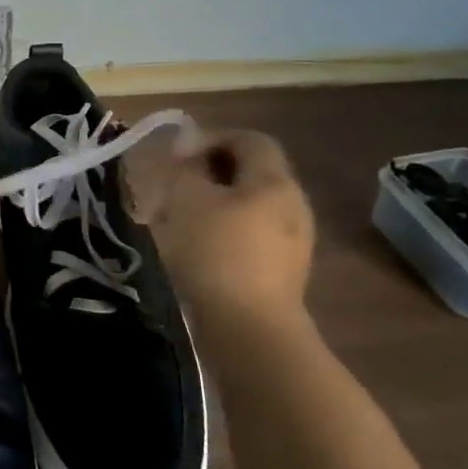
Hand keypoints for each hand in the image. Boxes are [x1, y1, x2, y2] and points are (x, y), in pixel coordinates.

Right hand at [122, 128, 314, 319]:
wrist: (249, 329)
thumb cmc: (216, 253)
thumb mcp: (187, 199)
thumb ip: (186, 169)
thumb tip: (188, 157)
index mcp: (274, 181)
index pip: (249, 139)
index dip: (211, 138)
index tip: (176, 157)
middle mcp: (293, 205)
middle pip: (252, 172)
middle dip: (211, 172)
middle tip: (174, 186)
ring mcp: (293, 241)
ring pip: (250, 205)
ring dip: (215, 203)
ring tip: (179, 218)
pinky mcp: (282, 272)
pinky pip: (251, 235)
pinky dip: (224, 231)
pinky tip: (197, 249)